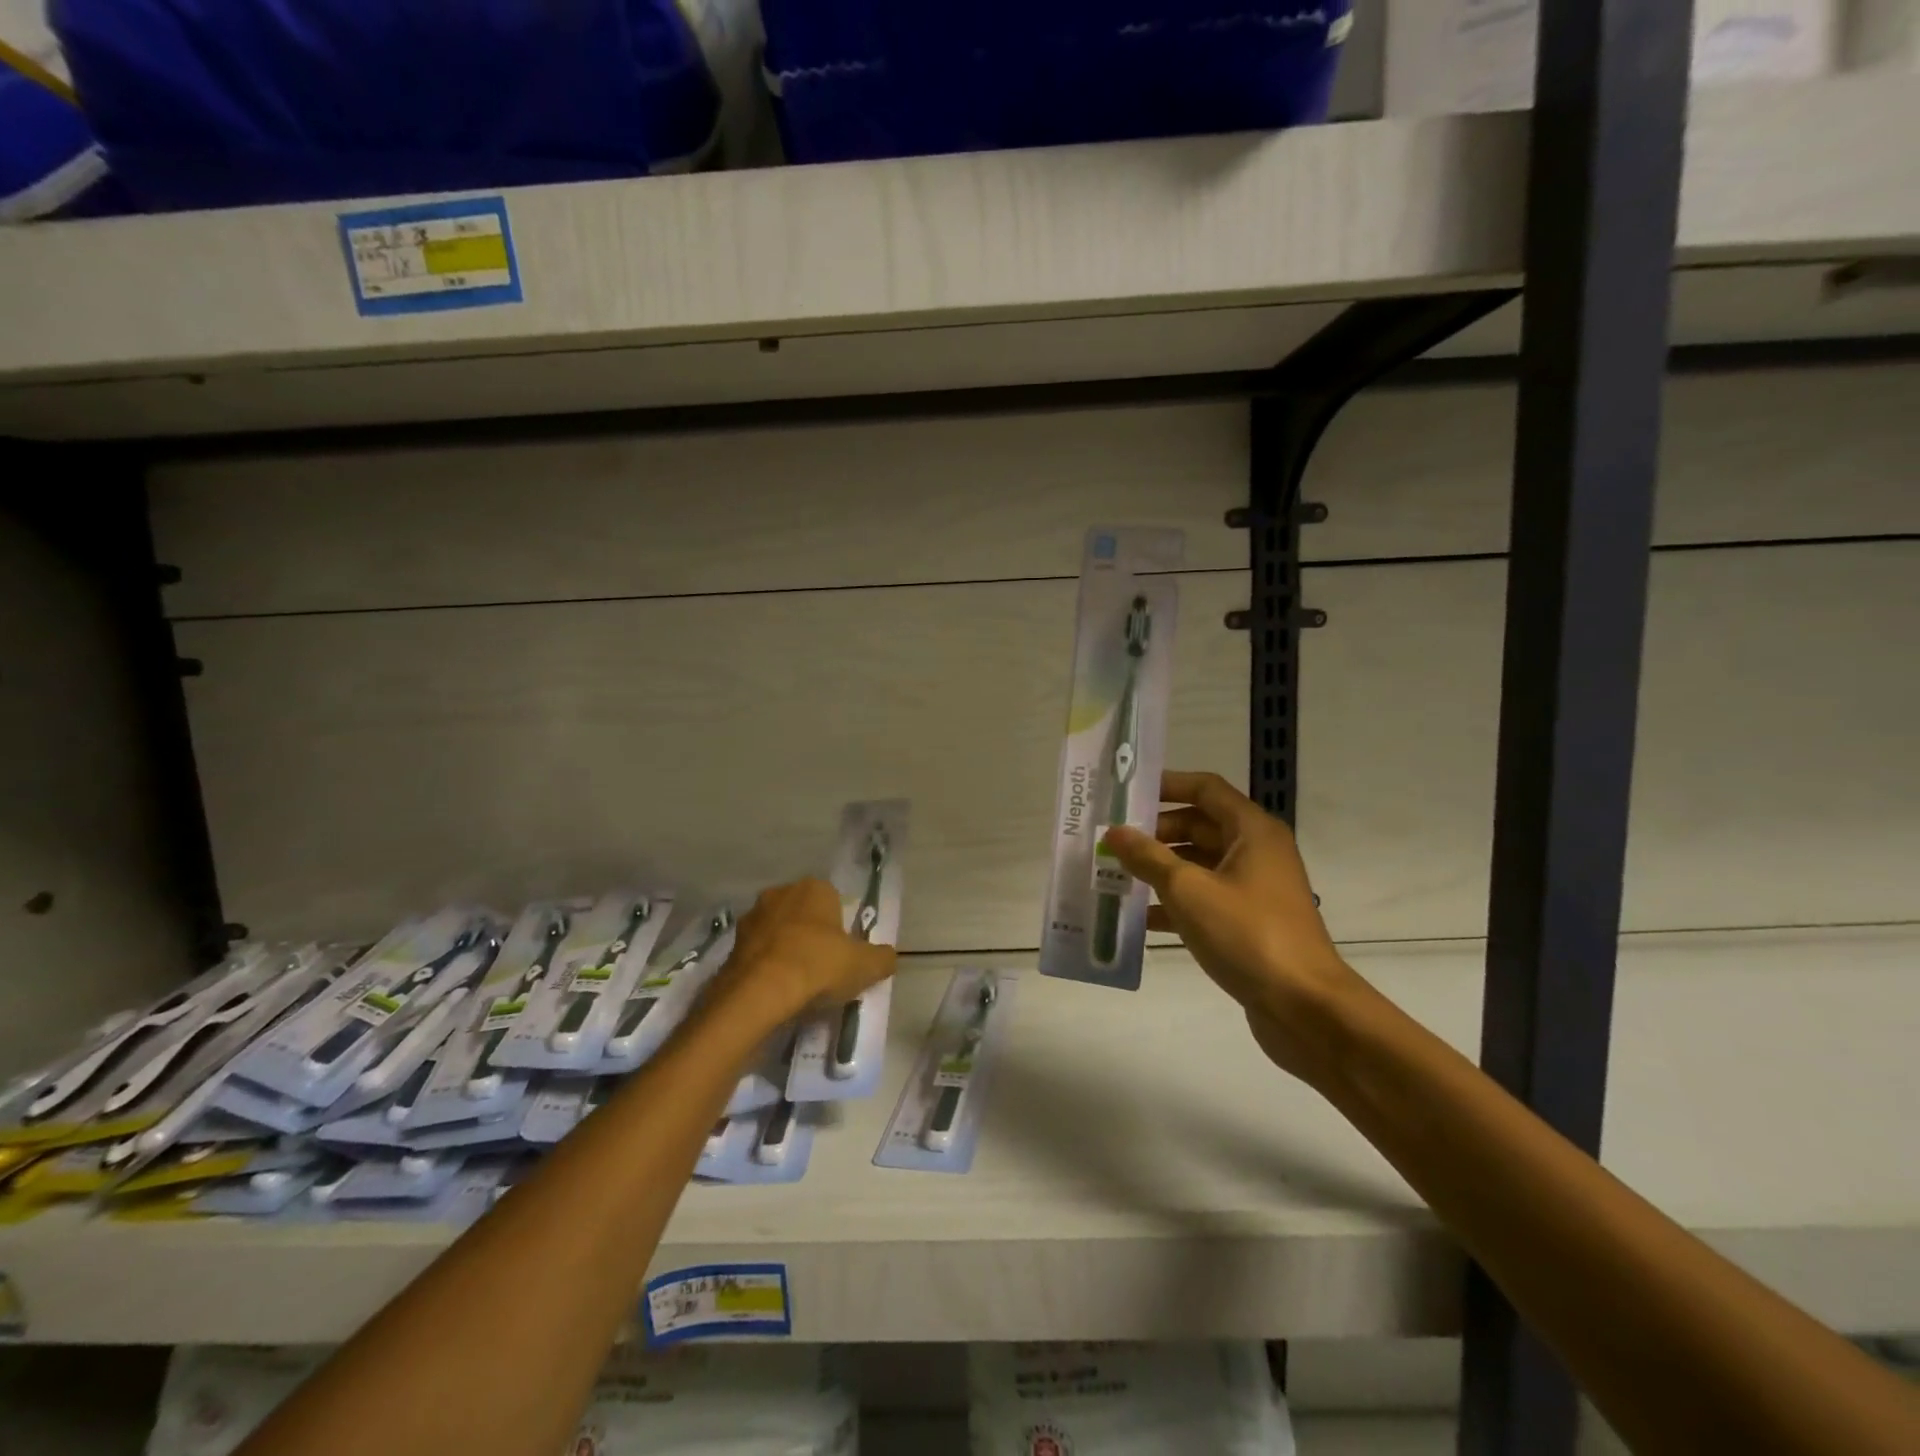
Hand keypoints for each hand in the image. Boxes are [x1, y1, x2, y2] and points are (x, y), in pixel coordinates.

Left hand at [712, 878, 897, 1024]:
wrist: (758, 994)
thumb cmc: (818, 966)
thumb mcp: (866, 965)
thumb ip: (882, 958)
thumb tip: (886, 957)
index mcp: (814, 888)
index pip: (833, 901)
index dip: (840, 929)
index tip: (843, 955)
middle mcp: (780, 893)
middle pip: (803, 914)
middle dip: (811, 936)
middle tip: (822, 969)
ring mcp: (751, 918)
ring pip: (777, 933)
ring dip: (785, 951)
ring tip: (797, 985)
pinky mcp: (730, 945)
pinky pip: (757, 954)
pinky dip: (765, 968)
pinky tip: (775, 992)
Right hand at [1103, 770, 1369, 1083]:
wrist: (1305, 1007)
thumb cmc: (1248, 934)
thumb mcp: (1188, 890)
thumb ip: (1148, 858)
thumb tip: (1114, 832)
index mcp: (1252, 831)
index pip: (1205, 788)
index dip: (1167, 785)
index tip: (1126, 794)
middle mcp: (1256, 852)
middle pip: (1199, 826)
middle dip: (1155, 832)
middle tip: (1112, 841)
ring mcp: (1254, 889)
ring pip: (1199, 865)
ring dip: (1160, 869)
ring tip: (1115, 876)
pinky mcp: (1249, 922)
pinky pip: (1204, 899)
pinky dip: (1174, 904)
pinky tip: (1138, 919)